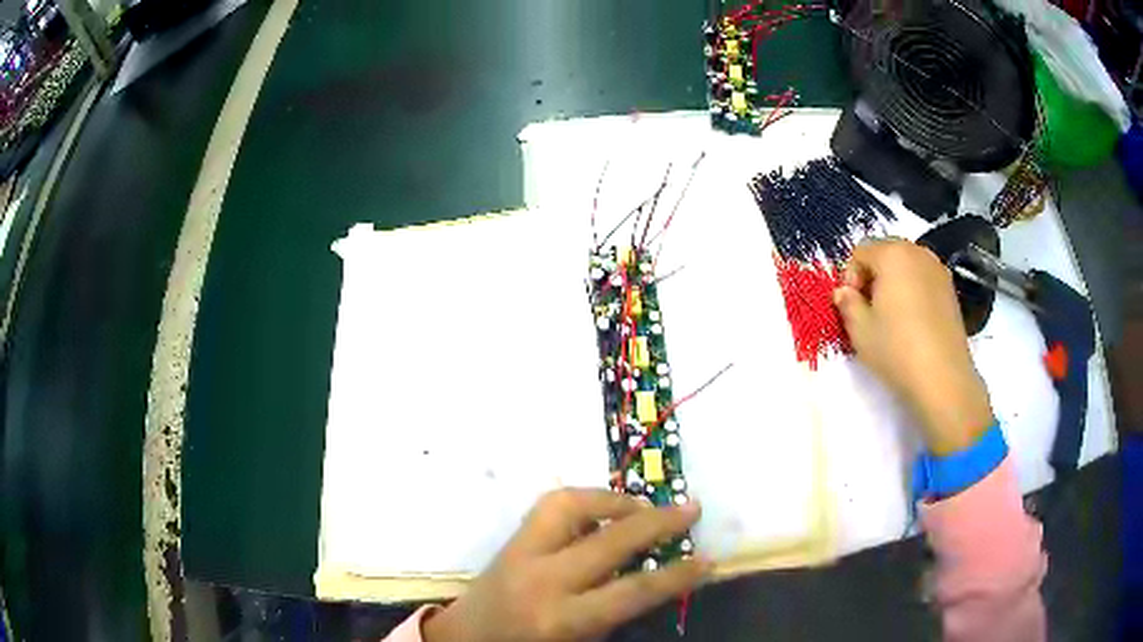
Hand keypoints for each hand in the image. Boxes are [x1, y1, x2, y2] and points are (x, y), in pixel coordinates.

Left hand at [423, 489, 709, 641]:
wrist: (464, 640)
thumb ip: (613, 612)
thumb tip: (651, 575)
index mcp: (561, 619)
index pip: (632, 592)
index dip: (677, 575)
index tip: (708, 560)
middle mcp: (542, 579)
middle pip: (610, 540)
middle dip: (657, 522)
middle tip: (690, 509)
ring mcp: (520, 552)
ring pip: (570, 505)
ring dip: (614, 500)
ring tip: (644, 506)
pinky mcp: (509, 539)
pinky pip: (550, 505)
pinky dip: (584, 499)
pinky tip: (603, 509)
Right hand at [833, 239, 993, 455]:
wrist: (943, 378)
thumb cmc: (897, 350)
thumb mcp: (860, 330)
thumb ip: (847, 304)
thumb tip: (844, 292)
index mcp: (892, 254)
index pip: (860, 251)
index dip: (850, 277)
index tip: (852, 306)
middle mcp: (917, 252)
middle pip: (885, 252)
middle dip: (872, 276)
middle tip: (869, 310)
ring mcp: (938, 269)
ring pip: (906, 265)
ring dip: (893, 282)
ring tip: (892, 317)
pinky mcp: (950, 289)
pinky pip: (923, 279)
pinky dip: (913, 291)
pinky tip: (912, 322)